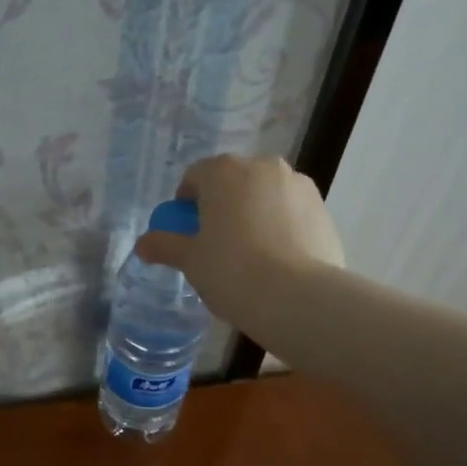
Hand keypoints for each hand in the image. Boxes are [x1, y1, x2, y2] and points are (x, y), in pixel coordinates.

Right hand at [136, 154, 344, 333]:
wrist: (299, 298)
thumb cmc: (232, 271)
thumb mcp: (190, 260)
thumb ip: (164, 246)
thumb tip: (143, 244)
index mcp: (225, 172)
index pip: (195, 176)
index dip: (185, 203)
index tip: (185, 231)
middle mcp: (264, 167)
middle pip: (233, 182)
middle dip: (221, 205)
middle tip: (214, 243)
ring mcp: (299, 187)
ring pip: (265, 196)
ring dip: (253, 214)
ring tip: (249, 255)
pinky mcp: (324, 211)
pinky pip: (290, 214)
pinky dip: (280, 228)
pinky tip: (276, 262)